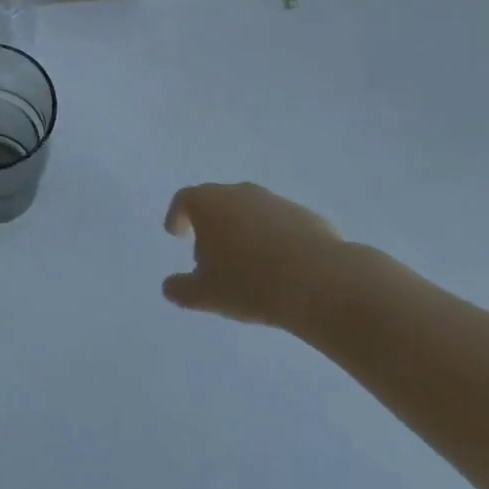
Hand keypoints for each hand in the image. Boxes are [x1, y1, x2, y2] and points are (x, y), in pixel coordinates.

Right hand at [162, 182, 348, 332]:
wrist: (320, 282)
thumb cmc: (250, 283)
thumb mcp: (206, 295)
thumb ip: (182, 290)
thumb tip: (168, 287)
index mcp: (208, 203)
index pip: (184, 200)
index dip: (177, 216)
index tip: (176, 234)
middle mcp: (239, 192)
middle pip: (217, 203)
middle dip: (211, 228)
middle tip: (210, 259)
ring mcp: (274, 201)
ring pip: (250, 213)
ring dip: (243, 233)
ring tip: (248, 267)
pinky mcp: (305, 216)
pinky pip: (279, 225)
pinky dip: (273, 240)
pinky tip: (280, 268)